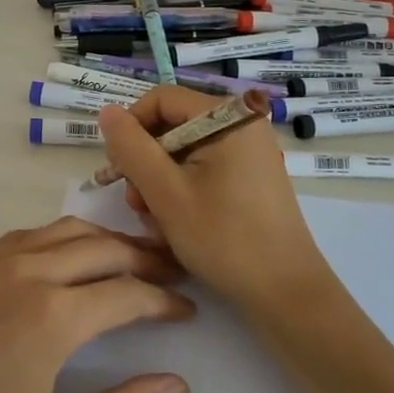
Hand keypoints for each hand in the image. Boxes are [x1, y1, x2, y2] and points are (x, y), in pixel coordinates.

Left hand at [0, 217, 194, 392]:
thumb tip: (178, 387)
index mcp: (54, 314)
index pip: (128, 293)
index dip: (165, 301)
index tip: (189, 311)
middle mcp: (28, 271)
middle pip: (103, 248)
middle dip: (145, 258)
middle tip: (173, 275)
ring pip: (65, 231)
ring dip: (105, 240)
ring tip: (131, 260)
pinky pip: (29, 235)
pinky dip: (63, 238)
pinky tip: (68, 259)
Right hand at [98, 86, 339, 314]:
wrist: (286, 292)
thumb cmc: (224, 238)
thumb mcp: (165, 192)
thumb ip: (131, 148)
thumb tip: (107, 112)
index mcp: (227, 117)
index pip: (161, 99)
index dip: (131, 128)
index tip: (118, 169)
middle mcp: (242, 124)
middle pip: (172, 125)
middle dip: (146, 162)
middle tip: (137, 204)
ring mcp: (249, 152)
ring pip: (184, 151)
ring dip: (160, 182)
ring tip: (156, 221)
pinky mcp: (251, 177)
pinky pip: (204, 169)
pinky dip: (183, 191)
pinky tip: (177, 223)